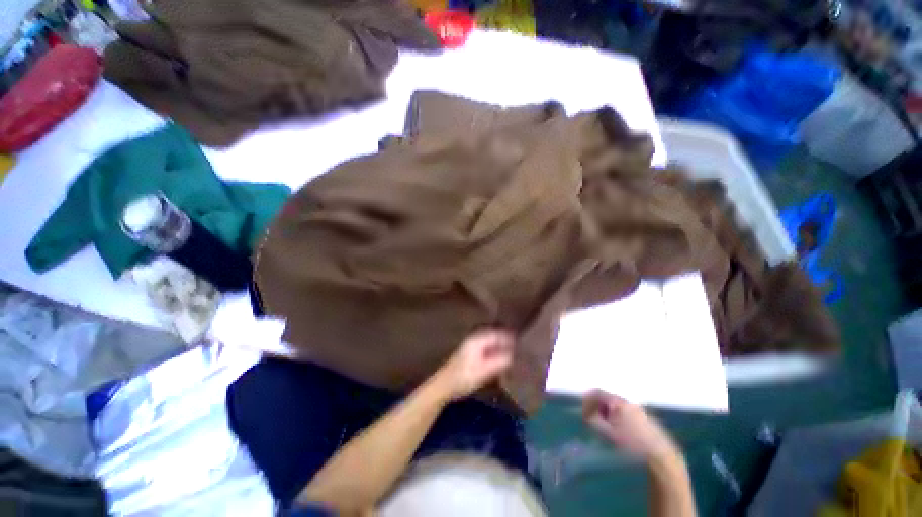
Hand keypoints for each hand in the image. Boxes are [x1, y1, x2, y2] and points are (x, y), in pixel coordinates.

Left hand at [433, 329, 514, 400]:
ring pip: (490, 342)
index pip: (497, 334)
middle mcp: (474, 339)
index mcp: (477, 341)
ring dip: (500, 345)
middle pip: (494, 336)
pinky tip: (500, 358)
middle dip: (506, 340)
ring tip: (513, 352)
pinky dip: (494, 350)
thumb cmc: (464, 378)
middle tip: (519, 347)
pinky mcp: (470, 353)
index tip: (521, 343)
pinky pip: (486, 347)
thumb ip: (499, 361)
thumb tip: (514, 354)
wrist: (444, 386)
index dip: (509, 338)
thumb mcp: (484, 371)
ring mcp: (471, 346)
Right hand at [582, 390, 680, 462]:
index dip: (588, 400)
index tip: (583, 411)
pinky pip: (625, 410)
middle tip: (592, 419)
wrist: (660, 454)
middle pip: (607, 397)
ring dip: (607, 411)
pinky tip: (619, 429)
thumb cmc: (631, 443)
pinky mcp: (644, 416)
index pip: (597, 392)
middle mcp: (627, 400)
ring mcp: (637, 407)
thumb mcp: (608, 433)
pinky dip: (617, 415)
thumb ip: (593, 420)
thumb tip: (585, 413)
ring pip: (616, 404)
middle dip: (597, 406)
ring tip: (605, 426)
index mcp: (617, 402)